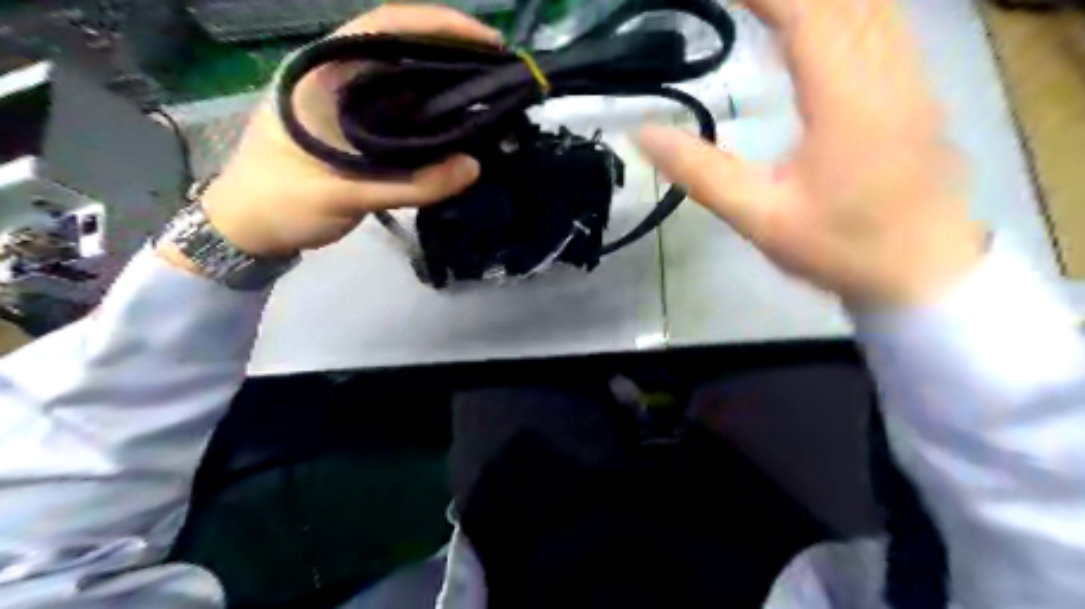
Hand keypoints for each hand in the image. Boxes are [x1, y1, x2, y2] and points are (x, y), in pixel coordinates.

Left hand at [190, 7, 503, 259]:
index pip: (385, 27)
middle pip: (405, 53)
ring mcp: (354, 107)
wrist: (250, 229)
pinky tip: (465, 131)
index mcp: (322, 74)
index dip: (438, 25)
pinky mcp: (364, 134)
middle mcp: (341, 80)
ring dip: (450, 89)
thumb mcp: (343, 194)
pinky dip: (438, 121)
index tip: (487, 42)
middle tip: (504, 76)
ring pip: (410, 86)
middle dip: (456, 57)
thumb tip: (473, 166)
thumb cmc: (281, 203)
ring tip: (495, 101)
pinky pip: (408, 118)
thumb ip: (410, 184)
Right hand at [637, 0, 988, 304]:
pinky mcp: (917, 92)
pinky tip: (824, 21)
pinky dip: (847, 9)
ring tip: (769, 7)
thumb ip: (700, 172)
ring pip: (871, 4)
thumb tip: (643, 133)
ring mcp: (910, 78)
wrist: (922, 274)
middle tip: (738, 2)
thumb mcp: (758, 216)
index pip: (803, 13)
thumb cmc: (839, 246)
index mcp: (844, 97)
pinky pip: (885, 24)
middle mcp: (885, 71)